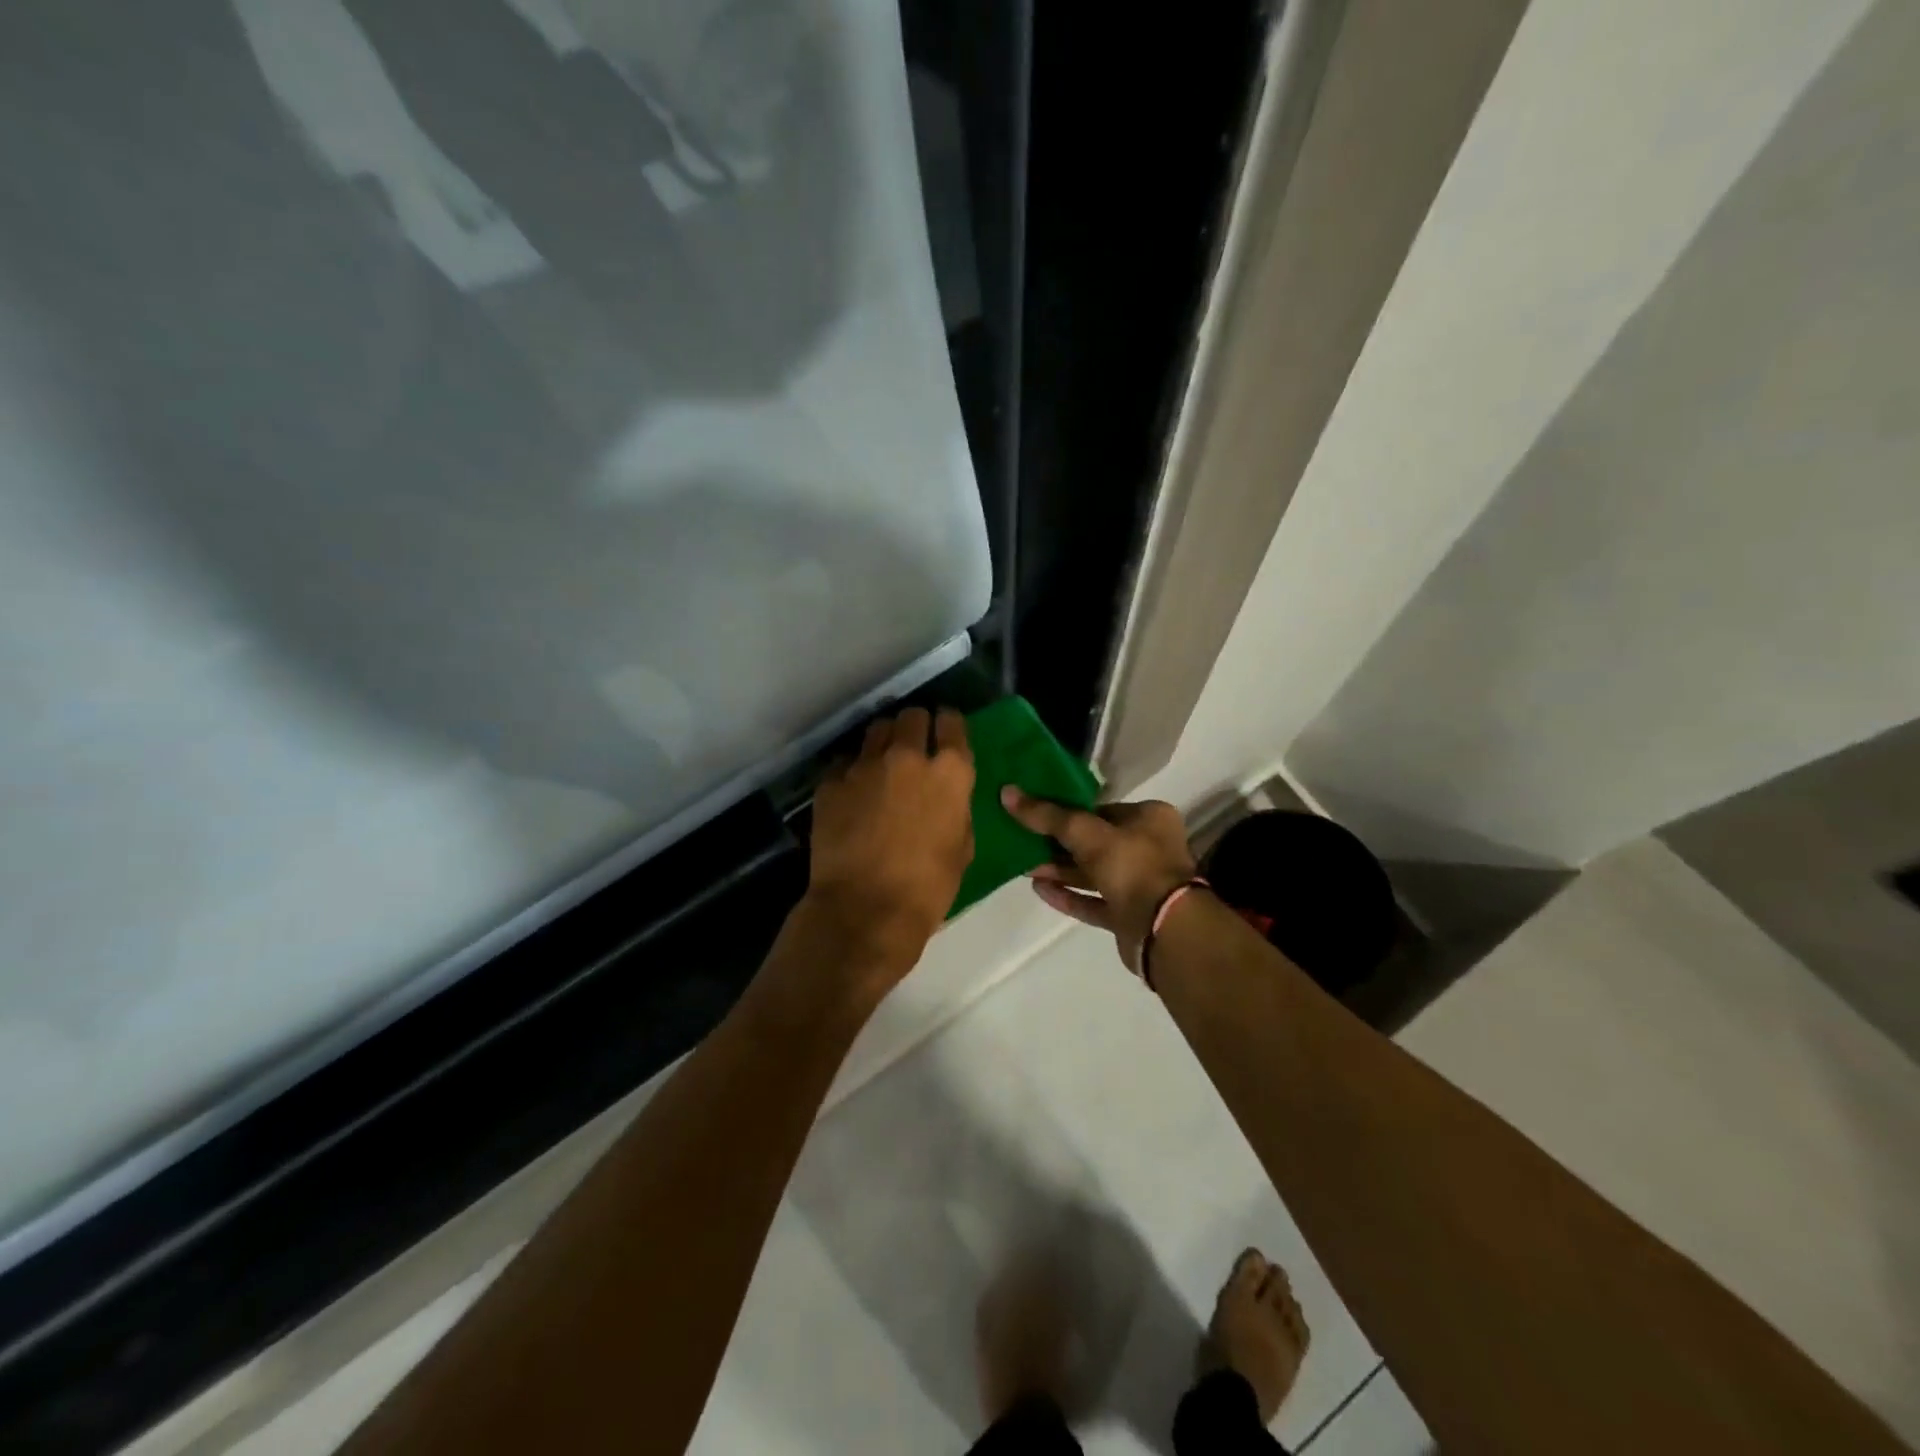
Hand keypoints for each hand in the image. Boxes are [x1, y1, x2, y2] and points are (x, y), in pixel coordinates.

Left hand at [805, 707, 974, 975]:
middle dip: (915, 728)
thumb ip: (955, 807)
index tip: (945, 735)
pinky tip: (853, 793)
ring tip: (881, 765)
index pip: (952, 721)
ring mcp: (864, 766)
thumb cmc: (926, 888)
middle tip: (913, 749)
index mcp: (949, 772)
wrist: (864, 911)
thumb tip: (945, 796)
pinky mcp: (831, 782)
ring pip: (876, 730)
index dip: (949, 726)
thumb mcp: (962, 846)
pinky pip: (845, 762)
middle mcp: (907, 756)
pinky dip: (853, 771)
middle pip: (912, 716)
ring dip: (884, 742)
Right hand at [1000, 789, 1196, 972]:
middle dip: (1058, 843)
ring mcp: (1139, 885)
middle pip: (1095, 842)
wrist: (1164, 929)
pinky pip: (1092, 901)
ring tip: (1024, 867)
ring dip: (1059, 870)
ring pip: (1092, 873)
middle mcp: (1148, 848)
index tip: (1035, 813)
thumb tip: (1007, 792)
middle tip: (1023, 840)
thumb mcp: (1085, 832)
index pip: (1101, 809)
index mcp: (1149, 818)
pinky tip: (1039, 889)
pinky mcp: (1128, 916)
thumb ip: (1047, 815)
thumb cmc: (1131, 865)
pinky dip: (1068, 895)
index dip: (1068, 811)